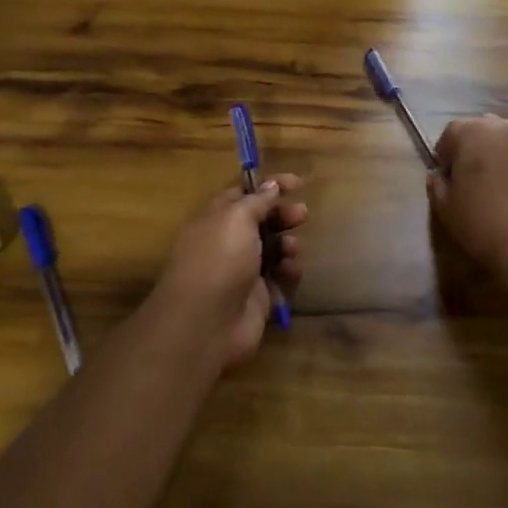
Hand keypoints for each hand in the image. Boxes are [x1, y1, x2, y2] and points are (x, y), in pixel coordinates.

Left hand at [156, 175, 304, 368]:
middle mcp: (228, 243)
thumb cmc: (219, 260)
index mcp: (216, 219)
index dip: (269, 185)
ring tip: (291, 250)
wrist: (206, 325)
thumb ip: (257, 200)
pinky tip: (290, 272)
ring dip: (287, 245)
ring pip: (273, 250)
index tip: (297, 183)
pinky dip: (288, 273)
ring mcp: (243, 272)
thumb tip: (271, 185)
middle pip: (261, 221)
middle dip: (282, 215)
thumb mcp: (236, 218)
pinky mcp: (257, 299)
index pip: (244, 193)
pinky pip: (280, 279)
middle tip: (302, 214)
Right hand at [428, 115, 507, 269]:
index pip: (450, 134)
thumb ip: (437, 184)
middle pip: (478, 131)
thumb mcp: (445, 206)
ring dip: (492, 154)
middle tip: (466, 179)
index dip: (444, 156)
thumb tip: (437, 175)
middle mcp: (499, 126)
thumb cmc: (481, 220)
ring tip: (490, 183)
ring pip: (501, 140)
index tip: (444, 177)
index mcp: (470, 131)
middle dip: (469, 149)